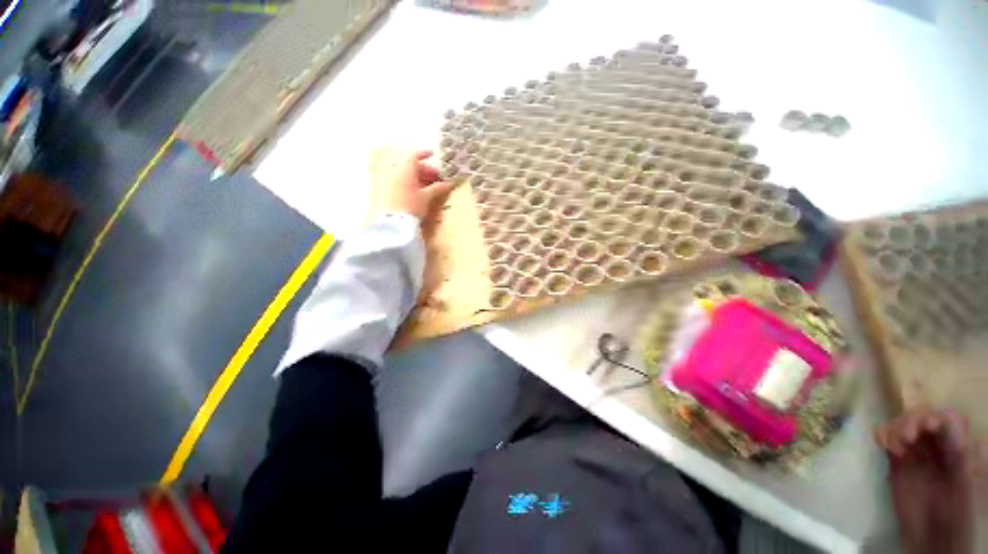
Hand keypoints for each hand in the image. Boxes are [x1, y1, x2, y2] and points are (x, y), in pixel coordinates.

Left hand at [368, 148, 453, 223]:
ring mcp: (387, 182)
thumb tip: (448, 183)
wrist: (391, 223)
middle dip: (425, 170)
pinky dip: (409, 185)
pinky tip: (417, 195)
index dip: (424, 154)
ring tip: (428, 189)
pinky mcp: (384, 193)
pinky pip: (399, 183)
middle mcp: (394, 172)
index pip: (414, 156)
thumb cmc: (410, 207)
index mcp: (405, 170)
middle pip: (410, 166)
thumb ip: (437, 189)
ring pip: (405, 175)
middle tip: (436, 179)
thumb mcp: (426, 198)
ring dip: (417, 179)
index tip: (433, 155)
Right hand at [875, 409, 982, 553]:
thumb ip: (966, 457)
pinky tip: (883, 444)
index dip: (936, 417)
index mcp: (962, 448)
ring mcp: (918, 453)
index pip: (950, 419)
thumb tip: (953, 428)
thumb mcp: (969, 485)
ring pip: (903, 425)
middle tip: (904, 438)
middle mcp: (940, 445)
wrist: (934, 540)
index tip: (925, 427)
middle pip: (924, 417)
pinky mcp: (898, 461)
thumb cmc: (960, 513)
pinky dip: (883, 435)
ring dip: (896, 428)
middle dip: (911, 421)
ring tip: (893, 446)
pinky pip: (888, 439)